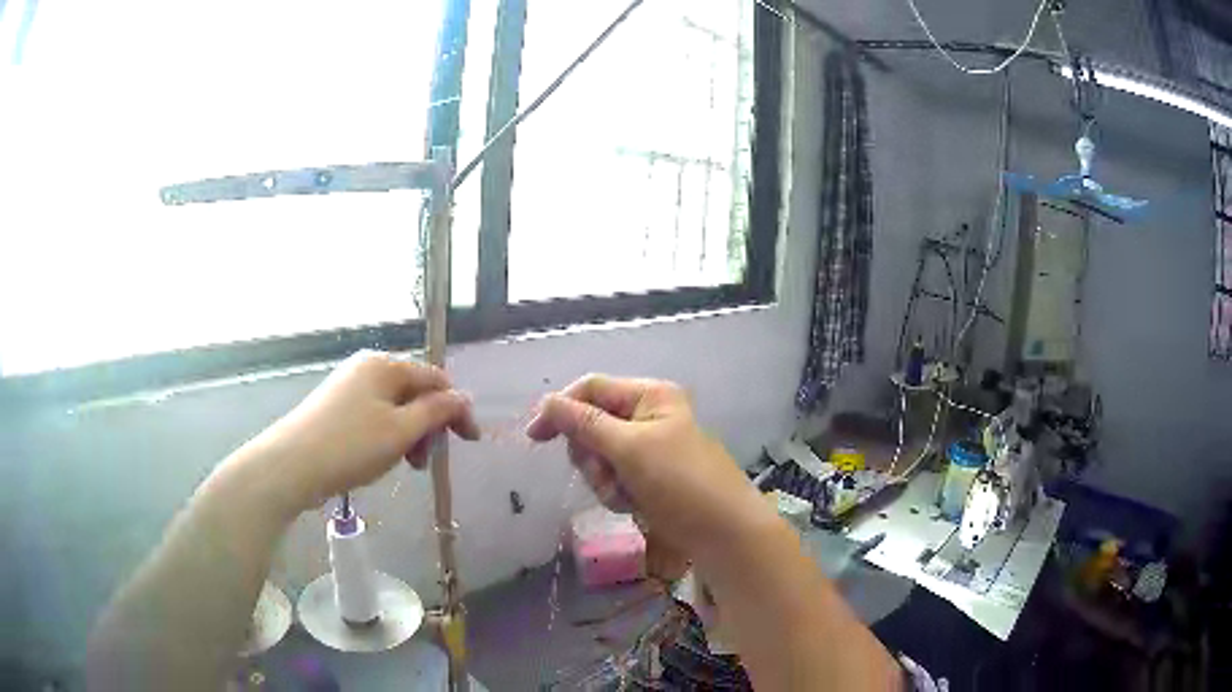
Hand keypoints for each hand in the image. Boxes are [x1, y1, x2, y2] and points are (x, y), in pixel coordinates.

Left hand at [237, 351, 478, 516]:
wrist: (291, 464)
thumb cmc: (351, 446)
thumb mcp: (401, 431)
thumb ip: (436, 412)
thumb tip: (463, 397)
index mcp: (386, 365)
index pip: (436, 379)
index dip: (457, 409)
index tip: (471, 442)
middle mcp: (368, 367)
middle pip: (415, 391)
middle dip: (429, 425)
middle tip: (427, 461)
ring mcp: (349, 385)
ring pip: (395, 406)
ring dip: (410, 434)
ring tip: (407, 465)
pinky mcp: (336, 405)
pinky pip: (375, 414)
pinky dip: (388, 435)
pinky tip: (382, 457)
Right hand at [526, 375, 772, 558]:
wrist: (722, 533)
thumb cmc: (681, 482)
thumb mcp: (630, 448)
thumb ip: (585, 424)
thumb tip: (546, 402)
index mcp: (649, 395)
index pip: (591, 389)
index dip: (561, 409)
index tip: (535, 437)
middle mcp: (647, 416)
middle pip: (590, 425)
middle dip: (591, 455)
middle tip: (607, 472)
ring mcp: (647, 449)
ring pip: (598, 457)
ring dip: (604, 479)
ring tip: (626, 494)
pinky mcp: (646, 478)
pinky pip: (612, 479)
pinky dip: (616, 493)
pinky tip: (634, 505)